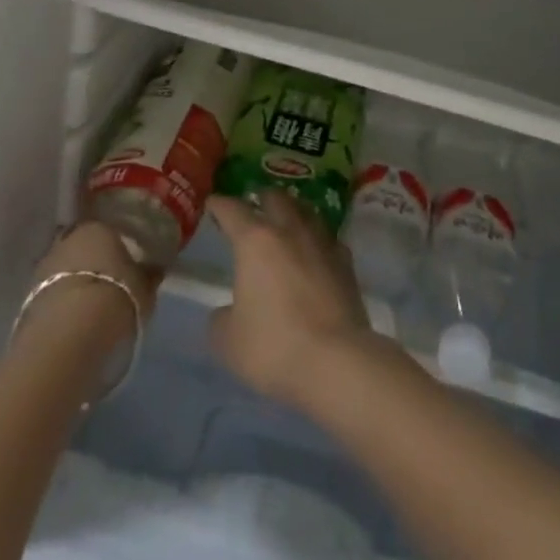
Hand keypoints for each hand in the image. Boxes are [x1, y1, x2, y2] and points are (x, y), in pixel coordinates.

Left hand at [18, 221, 158, 352]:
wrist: (68, 335)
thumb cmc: (115, 297)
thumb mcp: (145, 288)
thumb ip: (148, 275)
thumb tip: (154, 269)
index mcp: (98, 227)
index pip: (109, 229)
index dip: (118, 246)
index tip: (127, 261)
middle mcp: (68, 239)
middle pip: (83, 248)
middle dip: (93, 262)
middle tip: (109, 281)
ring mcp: (44, 266)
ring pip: (65, 270)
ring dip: (75, 282)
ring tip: (91, 305)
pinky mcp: (28, 297)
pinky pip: (53, 294)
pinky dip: (62, 302)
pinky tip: (74, 319)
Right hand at [205, 191, 375, 409]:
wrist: (336, 361)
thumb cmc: (274, 345)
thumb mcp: (228, 341)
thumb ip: (221, 319)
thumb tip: (228, 312)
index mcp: (255, 241)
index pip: (233, 210)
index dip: (220, 205)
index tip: (213, 203)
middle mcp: (290, 231)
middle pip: (276, 199)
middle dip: (262, 199)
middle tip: (253, 206)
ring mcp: (322, 243)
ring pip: (306, 212)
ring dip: (293, 211)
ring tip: (286, 220)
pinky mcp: (346, 263)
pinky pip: (328, 239)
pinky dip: (317, 239)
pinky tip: (316, 250)